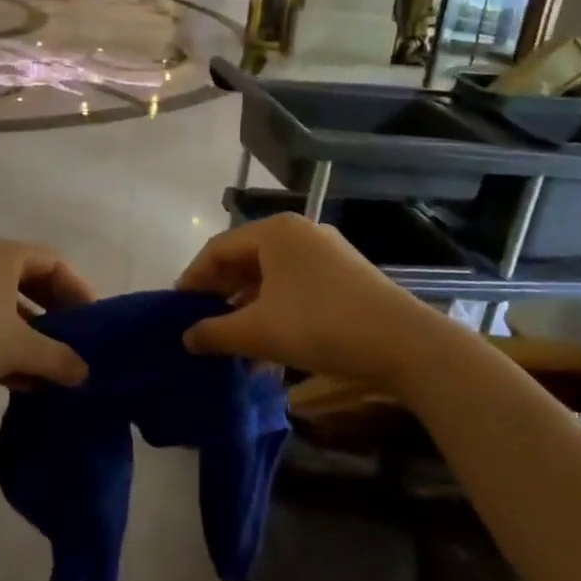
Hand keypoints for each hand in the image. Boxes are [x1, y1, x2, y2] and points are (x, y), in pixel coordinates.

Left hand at [0, 238, 95, 398]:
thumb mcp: (18, 348)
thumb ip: (57, 359)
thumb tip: (86, 373)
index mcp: (5, 255)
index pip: (55, 262)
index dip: (78, 289)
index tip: (92, 321)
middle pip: (31, 284)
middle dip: (54, 316)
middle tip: (74, 345)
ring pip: (6, 308)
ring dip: (29, 338)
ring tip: (48, 371)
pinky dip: (2, 346)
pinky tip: (16, 381)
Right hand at [175, 214, 443, 385]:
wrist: (403, 343)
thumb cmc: (320, 325)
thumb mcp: (259, 332)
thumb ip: (215, 332)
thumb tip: (186, 338)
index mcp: (274, 232)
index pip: (218, 249)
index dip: (193, 279)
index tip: (177, 310)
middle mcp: (299, 233)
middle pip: (245, 260)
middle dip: (221, 296)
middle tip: (201, 325)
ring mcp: (326, 252)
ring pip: (271, 277)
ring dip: (248, 309)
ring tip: (233, 344)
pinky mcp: (345, 275)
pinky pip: (295, 287)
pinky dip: (275, 311)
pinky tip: (268, 348)